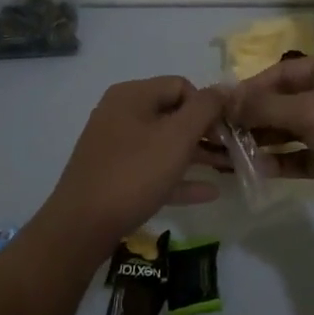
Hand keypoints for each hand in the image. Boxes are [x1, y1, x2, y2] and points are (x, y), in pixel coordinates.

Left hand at [33, 77, 224, 267]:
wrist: (80, 228)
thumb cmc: (134, 173)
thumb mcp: (177, 137)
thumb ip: (206, 108)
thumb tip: (226, 87)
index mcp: (132, 95)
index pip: (181, 86)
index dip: (207, 106)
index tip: (226, 132)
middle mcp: (121, 113)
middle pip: (173, 114)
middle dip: (205, 132)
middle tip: (232, 151)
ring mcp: (115, 146)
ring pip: (164, 144)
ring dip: (196, 155)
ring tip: (227, 170)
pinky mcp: (114, 176)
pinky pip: (153, 169)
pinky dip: (178, 176)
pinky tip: (207, 193)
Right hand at [220, 55, 313, 221]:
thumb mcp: (309, 114)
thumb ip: (267, 107)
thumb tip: (229, 100)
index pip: (283, 72)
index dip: (252, 87)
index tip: (223, 106)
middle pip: (287, 100)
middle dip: (257, 116)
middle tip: (224, 134)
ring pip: (296, 128)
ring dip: (268, 140)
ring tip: (235, 154)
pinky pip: (307, 153)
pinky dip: (287, 160)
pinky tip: (262, 170)